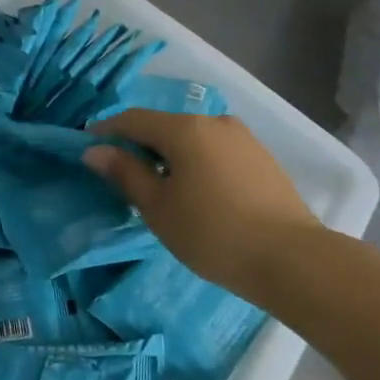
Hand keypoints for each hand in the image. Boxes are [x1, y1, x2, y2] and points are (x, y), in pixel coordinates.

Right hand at [83, 109, 326, 303]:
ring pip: (191, 138)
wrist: (292, 259)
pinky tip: (194, 190)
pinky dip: (195, 162)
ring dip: (168, 154)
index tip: (87, 148)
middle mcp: (214, 122)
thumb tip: (95, 151)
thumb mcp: (158, 207)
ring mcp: (242, 138)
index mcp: (184, 129)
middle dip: (138, 144)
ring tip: (158, 186)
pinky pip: (214, 150)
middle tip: (120, 173)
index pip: (132, 119)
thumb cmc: (213, 233)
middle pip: (163, 126)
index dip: (106, 132)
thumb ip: (125, 173)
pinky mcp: (261, 158)